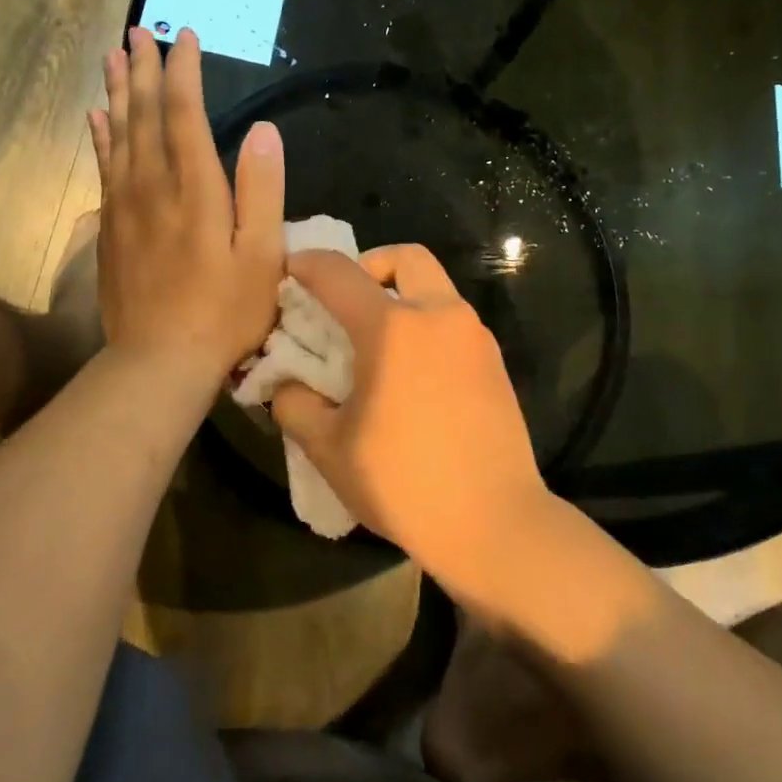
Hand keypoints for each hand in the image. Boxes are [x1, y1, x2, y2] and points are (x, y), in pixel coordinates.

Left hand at [89, 27, 283, 379]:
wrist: (159, 361)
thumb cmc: (224, 312)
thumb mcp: (263, 256)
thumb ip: (263, 190)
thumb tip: (264, 130)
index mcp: (196, 188)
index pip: (184, 113)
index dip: (183, 72)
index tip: (184, 37)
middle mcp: (153, 186)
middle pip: (143, 115)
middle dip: (142, 69)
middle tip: (137, 32)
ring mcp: (125, 207)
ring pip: (118, 135)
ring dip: (116, 93)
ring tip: (112, 57)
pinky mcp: (109, 229)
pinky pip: (103, 168)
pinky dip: (100, 137)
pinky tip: (97, 119)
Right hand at [270, 245, 552, 577]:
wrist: (493, 523)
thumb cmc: (402, 482)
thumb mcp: (329, 449)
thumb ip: (295, 406)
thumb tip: (286, 385)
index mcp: (393, 328)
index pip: (339, 273)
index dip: (307, 264)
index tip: (290, 269)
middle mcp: (439, 316)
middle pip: (406, 258)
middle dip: (370, 265)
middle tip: (348, 301)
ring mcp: (474, 337)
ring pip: (436, 288)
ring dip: (402, 296)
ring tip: (378, 345)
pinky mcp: (495, 363)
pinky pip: (454, 322)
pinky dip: (427, 325)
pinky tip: (412, 375)